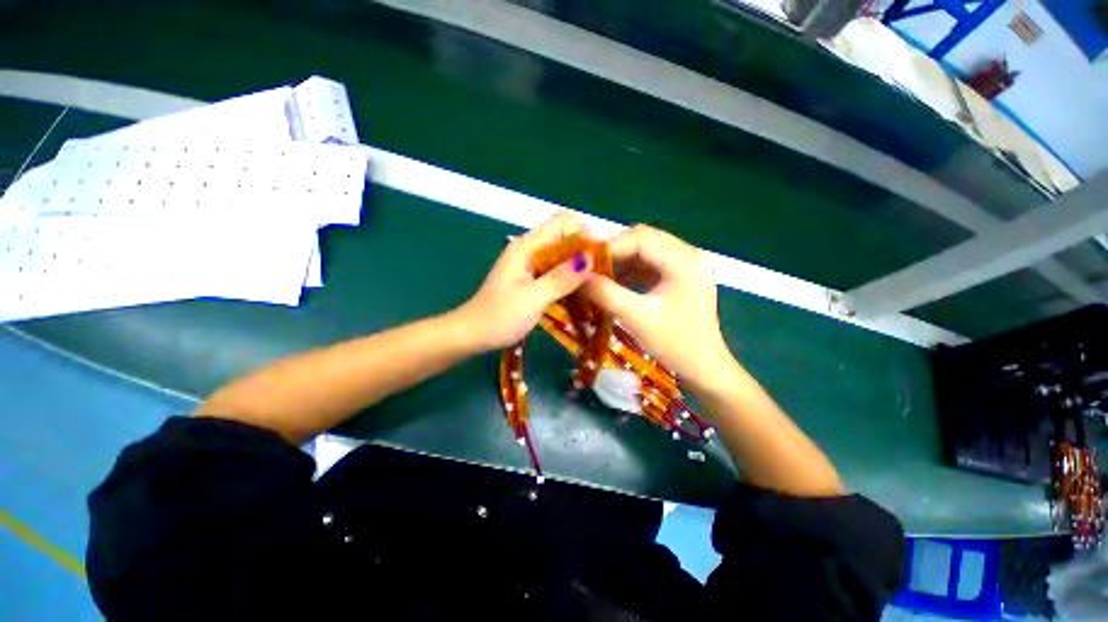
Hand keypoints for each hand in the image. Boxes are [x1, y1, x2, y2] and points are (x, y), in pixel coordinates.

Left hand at [456, 211, 591, 351]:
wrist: (472, 335)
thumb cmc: (499, 316)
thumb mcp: (533, 298)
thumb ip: (561, 278)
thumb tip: (591, 258)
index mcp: (527, 246)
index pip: (562, 222)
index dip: (584, 232)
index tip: (602, 254)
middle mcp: (530, 250)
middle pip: (564, 240)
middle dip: (585, 251)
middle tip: (605, 273)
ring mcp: (530, 266)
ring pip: (561, 258)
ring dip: (579, 268)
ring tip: (599, 284)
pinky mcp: (532, 281)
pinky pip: (556, 273)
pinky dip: (569, 280)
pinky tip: (583, 293)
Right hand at [582, 225, 730, 383]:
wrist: (703, 368)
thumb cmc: (675, 345)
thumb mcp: (637, 318)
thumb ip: (606, 293)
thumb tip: (576, 276)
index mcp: (685, 261)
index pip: (641, 238)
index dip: (610, 246)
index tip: (583, 260)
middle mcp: (688, 254)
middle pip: (643, 239)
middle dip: (614, 251)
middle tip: (588, 265)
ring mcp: (684, 264)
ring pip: (644, 250)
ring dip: (620, 260)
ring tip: (596, 273)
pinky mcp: (679, 275)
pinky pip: (648, 263)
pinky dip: (629, 270)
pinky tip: (612, 282)